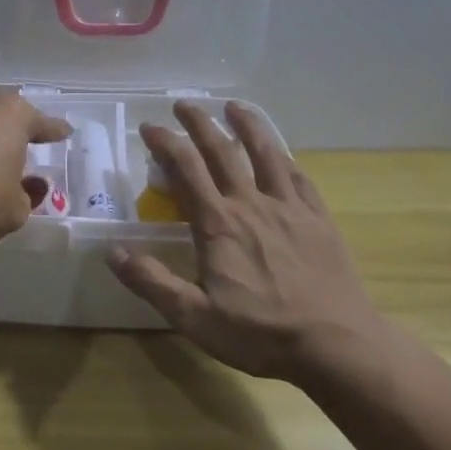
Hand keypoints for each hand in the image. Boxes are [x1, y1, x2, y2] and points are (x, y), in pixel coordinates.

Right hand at [108, 101, 390, 384]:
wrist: (337, 345)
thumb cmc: (260, 333)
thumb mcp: (194, 317)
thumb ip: (152, 282)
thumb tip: (113, 251)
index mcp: (218, 224)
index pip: (186, 169)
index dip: (165, 143)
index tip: (149, 127)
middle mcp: (251, 204)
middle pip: (222, 151)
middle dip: (199, 123)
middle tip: (183, 104)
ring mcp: (289, 208)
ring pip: (266, 153)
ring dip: (247, 125)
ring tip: (234, 107)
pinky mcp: (318, 219)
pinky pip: (299, 178)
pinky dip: (286, 158)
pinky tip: (282, 154)